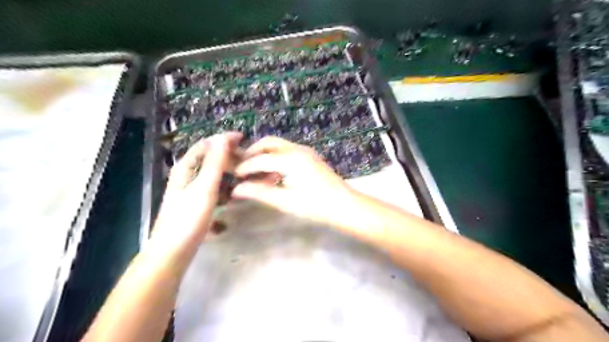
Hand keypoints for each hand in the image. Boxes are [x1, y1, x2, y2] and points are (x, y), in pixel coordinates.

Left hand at [150, 133, 242, 257]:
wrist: (172, 252)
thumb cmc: (188, 219)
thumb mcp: (204, 188)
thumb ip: (215, 163)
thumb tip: (223, 137)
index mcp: (185, 168)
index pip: (205, 145)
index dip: (223, 139)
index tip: (243, 138)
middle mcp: (187, 176)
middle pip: (208, 158)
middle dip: (228, 154)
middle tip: (248, 158)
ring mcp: (191, 191)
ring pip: (212, 173)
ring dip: (228, 170)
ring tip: (245, 172)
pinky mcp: (196, 203)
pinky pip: (213, 187)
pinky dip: (225, 185)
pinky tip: (235, 191)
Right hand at [233, 137, 357, 226]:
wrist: (345, 205)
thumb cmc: (316, 206)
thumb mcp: (285, 201)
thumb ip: (259, 193)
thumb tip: (236, 190)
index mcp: (291, 158)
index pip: (261, 159)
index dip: (245, 167)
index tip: (233, 175)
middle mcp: (297, 149)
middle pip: (269, 143)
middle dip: (253, 153)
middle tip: (242, 168)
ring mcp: (306, 151)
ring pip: (278, 146)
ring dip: (265, 155)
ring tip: (256, 173)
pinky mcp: (310, 157)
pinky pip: (288, 152)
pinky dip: (276, 158)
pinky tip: (273, 175)